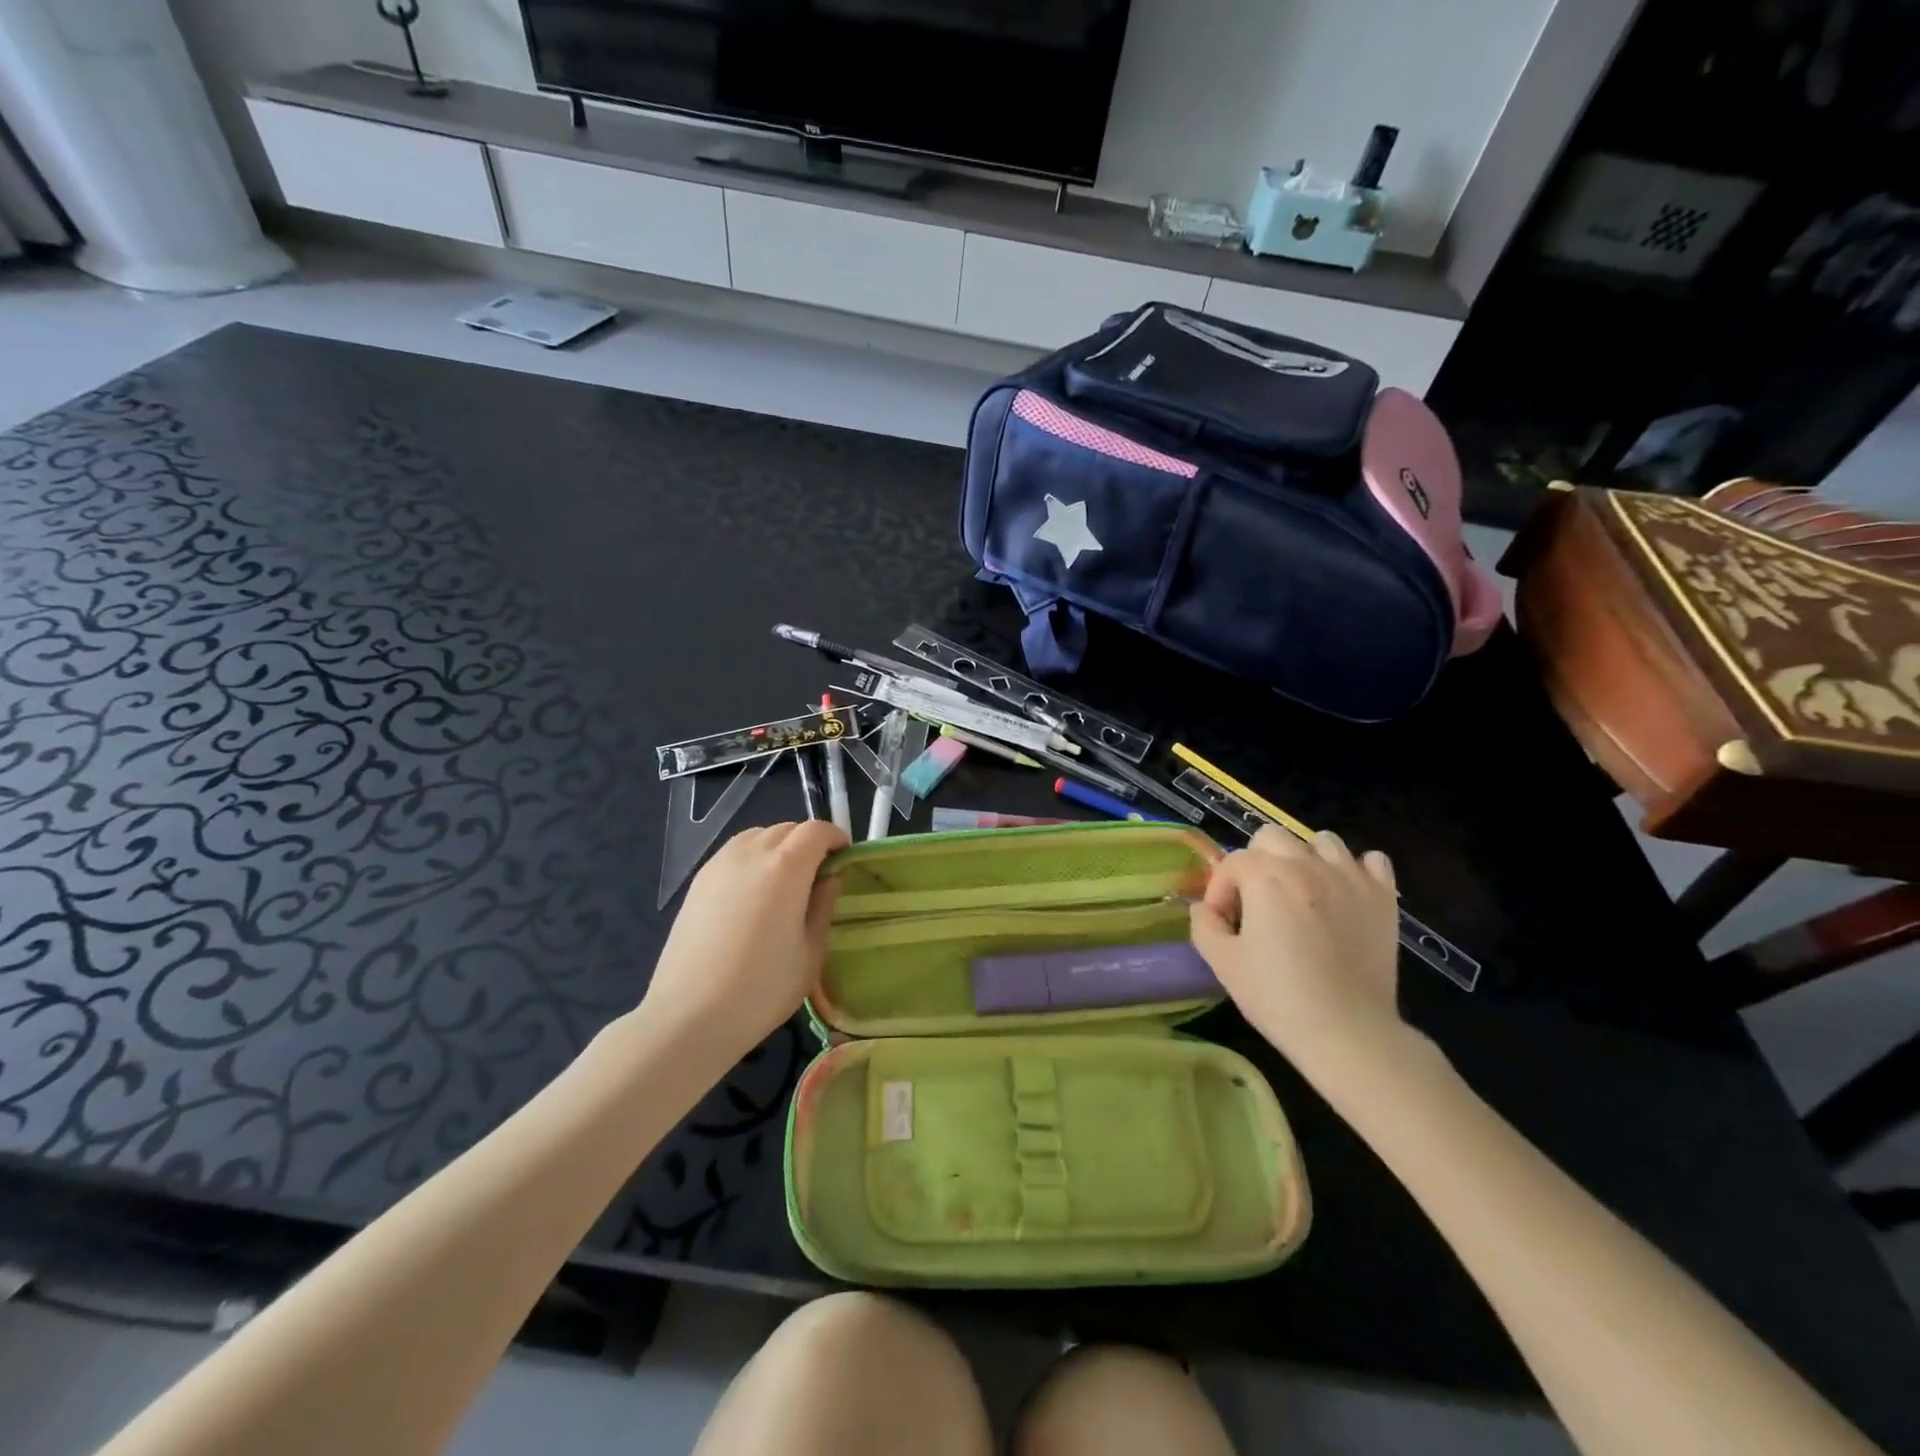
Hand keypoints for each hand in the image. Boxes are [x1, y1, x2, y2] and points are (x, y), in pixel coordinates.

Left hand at [642, 821, 847, 1062]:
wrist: (689, 1016)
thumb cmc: (762, 989)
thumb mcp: (810, 952)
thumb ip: (823, 906)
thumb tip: (830, 879)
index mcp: (786, 867)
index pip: (816, 831)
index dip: (835, 838)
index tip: (844, 857)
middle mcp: (751, 853)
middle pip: (786, 829)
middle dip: (808, 842)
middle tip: (818, 874)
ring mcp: (719, 864)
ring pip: (757, 836)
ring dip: (778, 847)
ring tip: (785, 881)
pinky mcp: (697, 882)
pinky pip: (734, 853)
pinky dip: (752, 858)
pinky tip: (753, 893)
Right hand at [1189, 826, 1409, 1076]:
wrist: (1349, 1033)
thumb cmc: (1278, 997)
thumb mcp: (1223, 963)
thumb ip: (1204, 925)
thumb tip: (1206, 909)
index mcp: (1266, 877)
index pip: (1232, 863)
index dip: (1220, 891)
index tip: (1224, 923)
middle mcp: (1307, 865)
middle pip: (1272, 837)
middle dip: (1257, 862)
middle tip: (1257, 902)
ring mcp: (1350, 878)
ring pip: (1322, 841)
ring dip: (1305, 859)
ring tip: (1302, 894)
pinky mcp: (1383, 897)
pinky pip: (1371, 861)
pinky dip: (1354, 870)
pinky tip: (1343, 896)